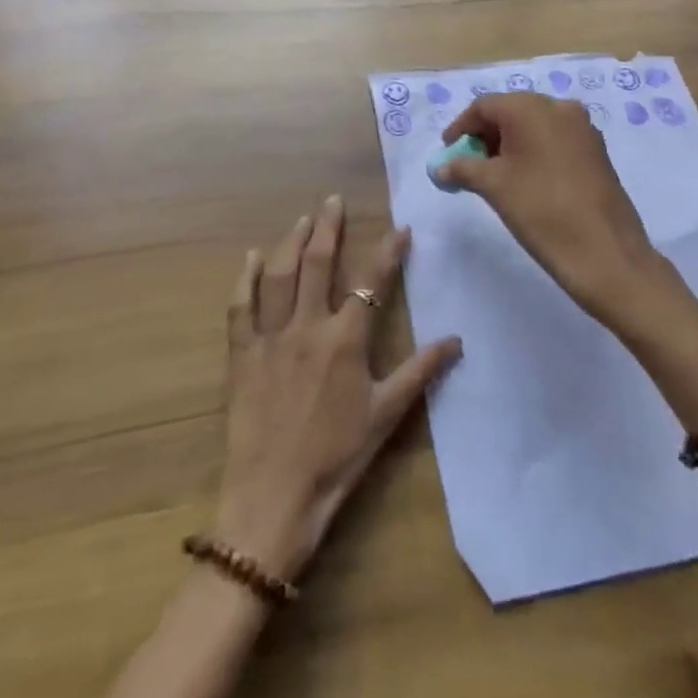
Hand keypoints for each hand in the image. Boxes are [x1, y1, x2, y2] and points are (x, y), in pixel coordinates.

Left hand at [214, 195, 461, 585]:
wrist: (273, 498)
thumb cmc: (336, 458)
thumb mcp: (386, 416)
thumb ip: (420, 372)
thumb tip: (457, 340)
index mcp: (345, 340)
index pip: (371, 283)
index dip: (388, 252)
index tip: (401, 228)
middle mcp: (307, 326)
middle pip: (317, 263)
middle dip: (328, 227)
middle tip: (333, 200)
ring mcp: (270, 337)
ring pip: (280, 275)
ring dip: (292, 241)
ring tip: (303, 218)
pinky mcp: (241, 354)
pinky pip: (240, 307)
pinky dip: (246, 279)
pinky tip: (252, 257)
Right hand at [438, 93, 665, 324]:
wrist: (606, 252)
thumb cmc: (541, 210)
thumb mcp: (494, 187)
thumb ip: (463, 169)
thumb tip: (442, 167)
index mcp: (532, 108)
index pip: (485, 106)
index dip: (461, 128)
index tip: (447, 153)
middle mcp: (560, 107)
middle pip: (511, 112)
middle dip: (486, 136)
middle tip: (469, 165)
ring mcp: (583, 128)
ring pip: (535, 126)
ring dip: (510, 144)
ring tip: (494, 176)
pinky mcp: (596, 151)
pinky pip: (555, 140)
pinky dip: (534, 151)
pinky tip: (526, 180)